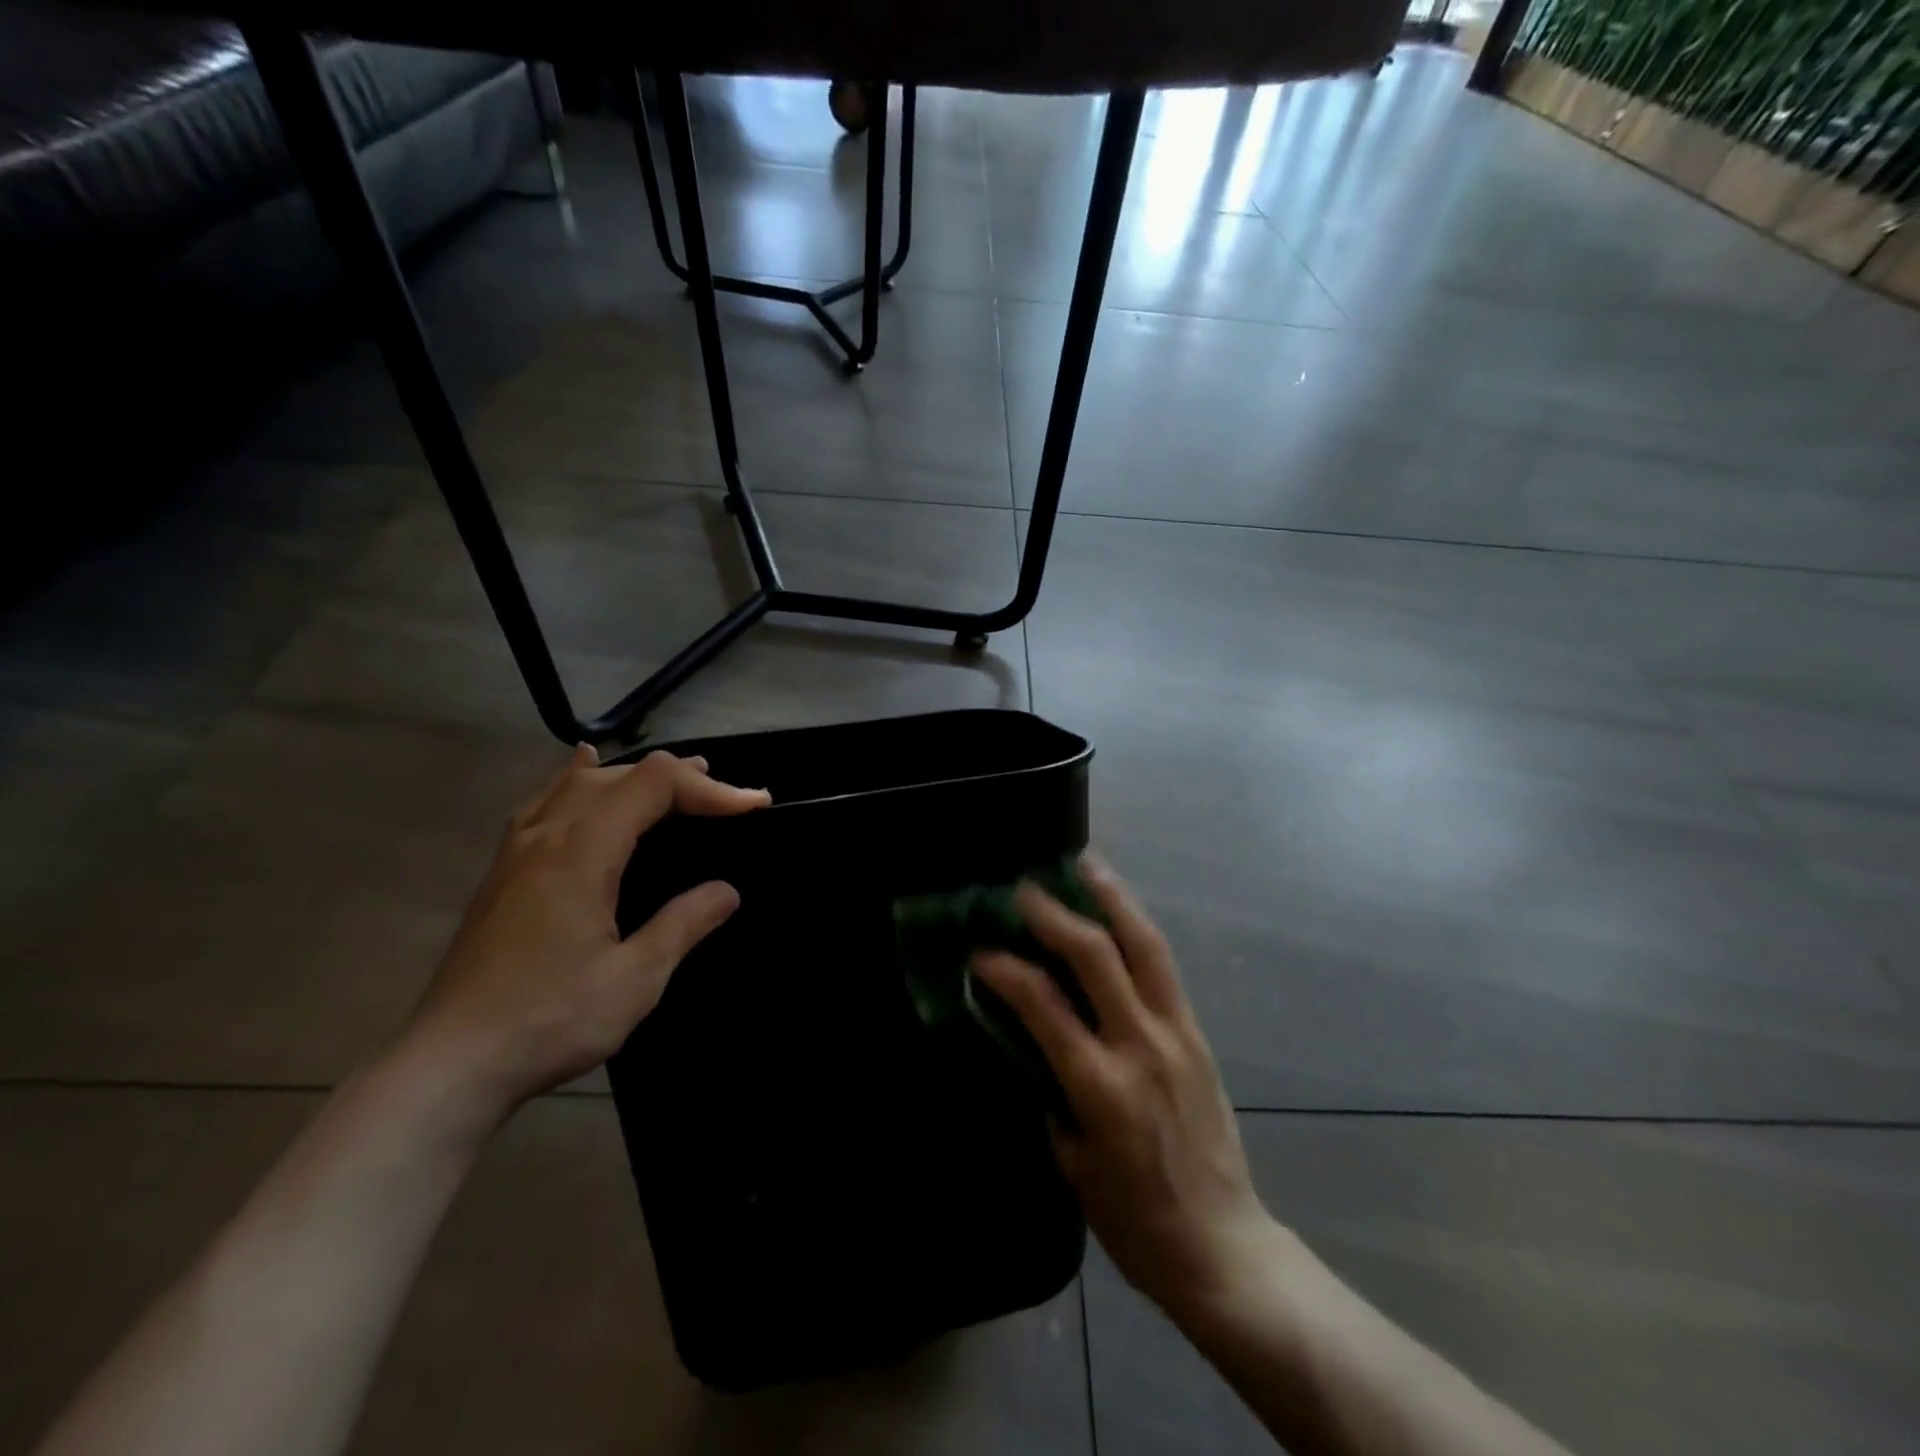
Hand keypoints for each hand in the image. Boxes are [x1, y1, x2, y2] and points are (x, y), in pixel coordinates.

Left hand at [398, 745, 769, 1123]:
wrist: (448, 1066)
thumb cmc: (548, 1020)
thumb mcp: (635, 979)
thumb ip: (684, 924)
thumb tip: (726, 891)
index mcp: (581, 852)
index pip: (655, 784)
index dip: (711, 787)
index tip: (755, 807)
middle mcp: (546, 835)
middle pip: (621, 775)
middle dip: (682, 780)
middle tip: (729, 802)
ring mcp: (516, 851)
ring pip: (580, 783)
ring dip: (635, 777)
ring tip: (678, 784)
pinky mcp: (501, 873)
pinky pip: (545, 801)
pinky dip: (577, 780)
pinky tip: (581, 771)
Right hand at [971, 856, 1276, 1320]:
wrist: (1223, 1247)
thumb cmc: (1133, 1218)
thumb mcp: (1070, 1159)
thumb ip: (1050, 1087)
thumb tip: (1032, 1034)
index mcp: (1100, 1086)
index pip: (1043, 1004)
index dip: (1005, 969)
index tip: (979, 952)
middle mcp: (1141, 1046)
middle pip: (1096, 955)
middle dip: (1054, 913)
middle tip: (1024, 890)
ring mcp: (1176, 1034)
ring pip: (1144, 946)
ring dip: (1111, 898)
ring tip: (1085, 864)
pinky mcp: (1198, 1034)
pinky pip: (1164, 968)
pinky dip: (1137, 929)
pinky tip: (1119, 911)